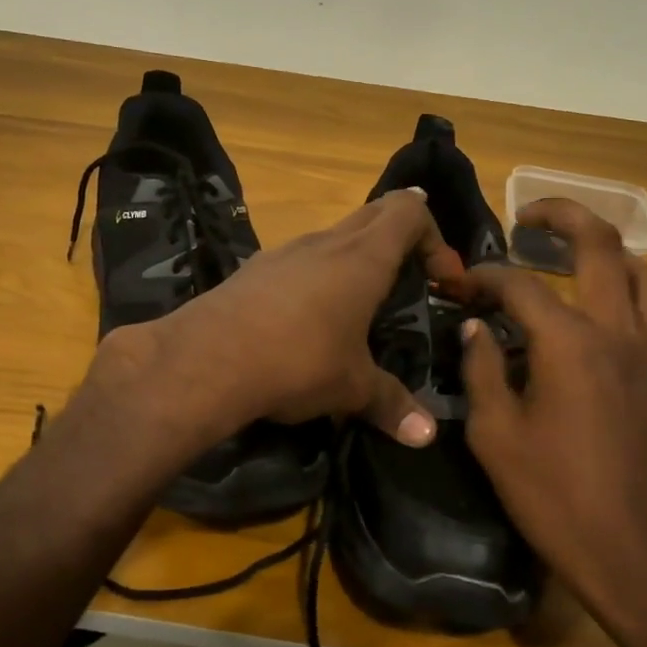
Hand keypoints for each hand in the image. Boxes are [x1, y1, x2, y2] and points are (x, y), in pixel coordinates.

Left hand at [101, 189, 466, 447]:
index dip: (434, 237)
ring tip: (361, 304)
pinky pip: (299, 258)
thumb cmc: (298, 362)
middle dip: (401, 237)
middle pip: (375, 212)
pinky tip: (308, 318)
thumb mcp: (352, 388)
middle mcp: (326, 242)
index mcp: (363, 257)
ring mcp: (284, 251)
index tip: (440, 280)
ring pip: (334, 234)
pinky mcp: (253, 270)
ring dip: (356, 256)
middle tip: (411, 280)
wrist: (206, 360)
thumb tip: (426, 436)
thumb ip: (392, 405)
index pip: (409, 210)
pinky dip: (317, 274)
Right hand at [460, 199, 646, 627]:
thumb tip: (476, 326)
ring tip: (575, 260)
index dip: (486, 275)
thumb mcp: (494, 433)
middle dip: (562, 216)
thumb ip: (481, 368)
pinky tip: (608, 322)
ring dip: (609, 254)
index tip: (462, 283)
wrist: (630, 550)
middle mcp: (621, 331)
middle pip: (600, 245)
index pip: (521, 284)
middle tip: (530, 215)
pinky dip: (634, 300)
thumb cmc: (551, 494)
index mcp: (570, 343)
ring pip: (645, 273)